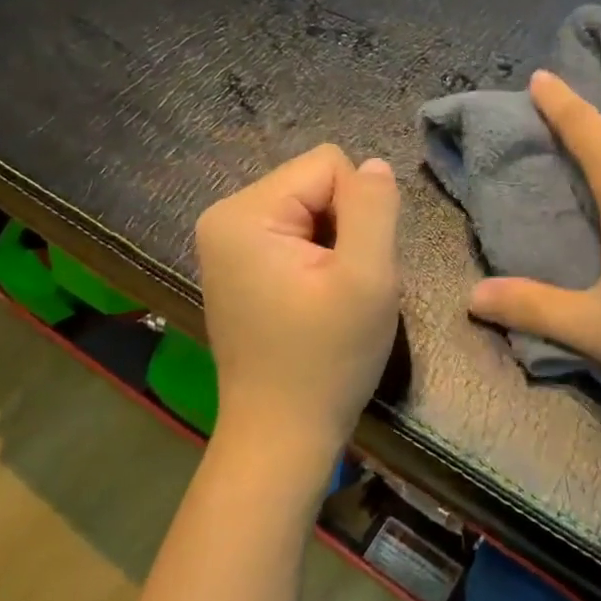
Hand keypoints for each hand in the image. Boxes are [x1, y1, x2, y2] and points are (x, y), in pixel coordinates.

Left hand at [196, 145, 401, 477]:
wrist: (282, 437)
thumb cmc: (326, 361)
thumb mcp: (368, 279)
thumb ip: (375, 208)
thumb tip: (375, 165)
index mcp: (244, 212)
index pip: (329, 164)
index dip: (360, 210)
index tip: (352, 266)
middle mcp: (225, 215)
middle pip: (317, 182)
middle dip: (345, 226)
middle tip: (343, 286)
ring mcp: (227, 241)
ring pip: (312, 206)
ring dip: (335, 243)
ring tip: (329, 295)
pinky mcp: (239, 263)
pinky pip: (296, 230)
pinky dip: (318, 258)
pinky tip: (314, 299)